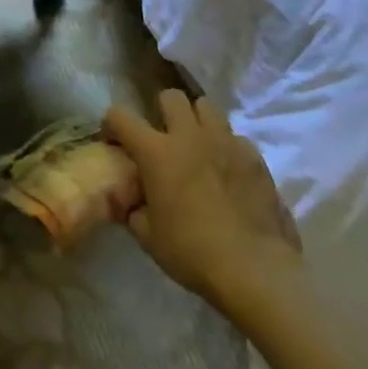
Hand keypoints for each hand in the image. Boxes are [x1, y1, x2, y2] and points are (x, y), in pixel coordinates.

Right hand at [104, 90, 303, 324]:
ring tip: (197, 145)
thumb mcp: (147, 236)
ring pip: (207, 106)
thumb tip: (131, 200)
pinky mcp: (255, 158)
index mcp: (156, 152)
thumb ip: (133, 208)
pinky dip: (227, 147)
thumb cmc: (192, 253)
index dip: (112, 125)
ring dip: (197, 121)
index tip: (115, 143)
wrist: (255, 271)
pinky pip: (236, 137)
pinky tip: (228, 171)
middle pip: (171, 96)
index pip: (120, 116)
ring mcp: (226, 142)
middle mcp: (189, 136)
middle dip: (162, 111)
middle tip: (163, 138)